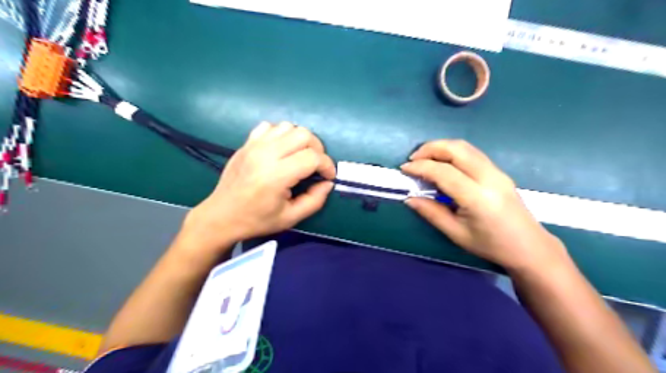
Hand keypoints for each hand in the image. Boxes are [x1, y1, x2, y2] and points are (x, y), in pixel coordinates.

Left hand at [179, 121, 335, 253]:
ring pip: (288, 127)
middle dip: (317, 149)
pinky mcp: (247, 143)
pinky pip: (270, 126)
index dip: (327, 166)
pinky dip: (281, 135)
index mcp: (276, 175)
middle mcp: (266, 154)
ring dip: (300, 140)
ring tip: (299, 157)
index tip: (328, 177)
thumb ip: (315, 200)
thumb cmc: (257, 220)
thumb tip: (328, 183)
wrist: (221, 216)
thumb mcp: (291, 218)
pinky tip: (281, 150)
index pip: (313, 157)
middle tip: (315, 166)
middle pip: (304, 135)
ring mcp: (254, 145)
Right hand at [401, 140, 565, 270]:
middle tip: (413, 159)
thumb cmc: (490, 245)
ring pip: (465, 147)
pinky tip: (443, 163)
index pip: (444, 172)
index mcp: (477, 198)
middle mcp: (489, 178)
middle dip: (430, 148)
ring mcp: (497, 172)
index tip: (404, 168)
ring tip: (424, 159)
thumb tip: (409, 198)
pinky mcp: (498, 171)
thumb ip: (431, 213)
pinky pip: (472, 153)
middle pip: (456, 149)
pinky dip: (452, 152)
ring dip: (441, 147)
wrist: (529, 247)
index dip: (421, 167)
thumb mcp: (456, 233)